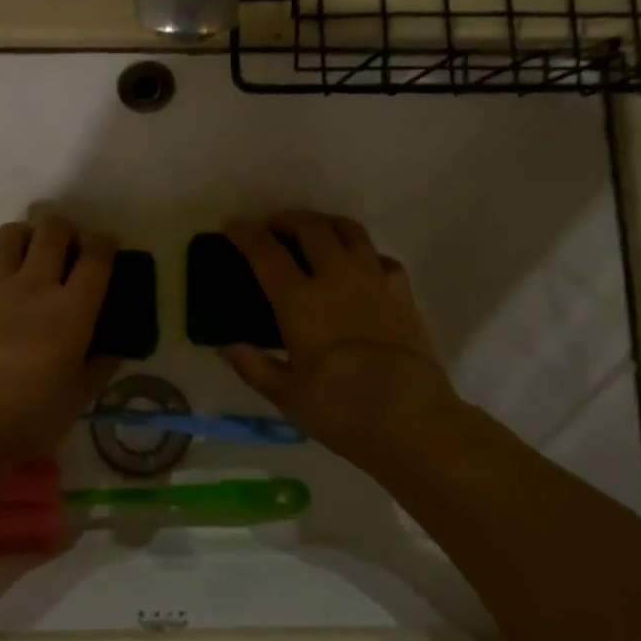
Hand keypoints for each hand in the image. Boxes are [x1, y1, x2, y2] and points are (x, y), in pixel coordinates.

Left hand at [0, 216, 119, 459]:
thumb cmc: (33, 415)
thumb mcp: (79, 398)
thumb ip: (98, 369)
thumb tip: (111, 353)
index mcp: (72, 309)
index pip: (96, 259)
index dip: (105, 244)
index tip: (107, 243)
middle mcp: (34, 287)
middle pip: (51, 233)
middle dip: (62, 227)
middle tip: (65, 240)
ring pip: (6, 238)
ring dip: (19, 235)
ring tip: (23, 249)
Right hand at [220, 212, 464, 474]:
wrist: (413, 421)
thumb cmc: (341, 411)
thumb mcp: (286, 395)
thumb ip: (253, 366)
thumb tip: (228, 347)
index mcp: (300, 302)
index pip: (266, 254)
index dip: (245, 234)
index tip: (232, 225)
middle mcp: (337, 279)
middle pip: (312, 228)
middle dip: (287, 219)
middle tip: (273, 228)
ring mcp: (375, 282)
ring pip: (350, 231)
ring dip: (325, 224)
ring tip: (313, 233)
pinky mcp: (403, 294)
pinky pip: (380, 257)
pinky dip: (362, 252)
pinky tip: (357, 267)